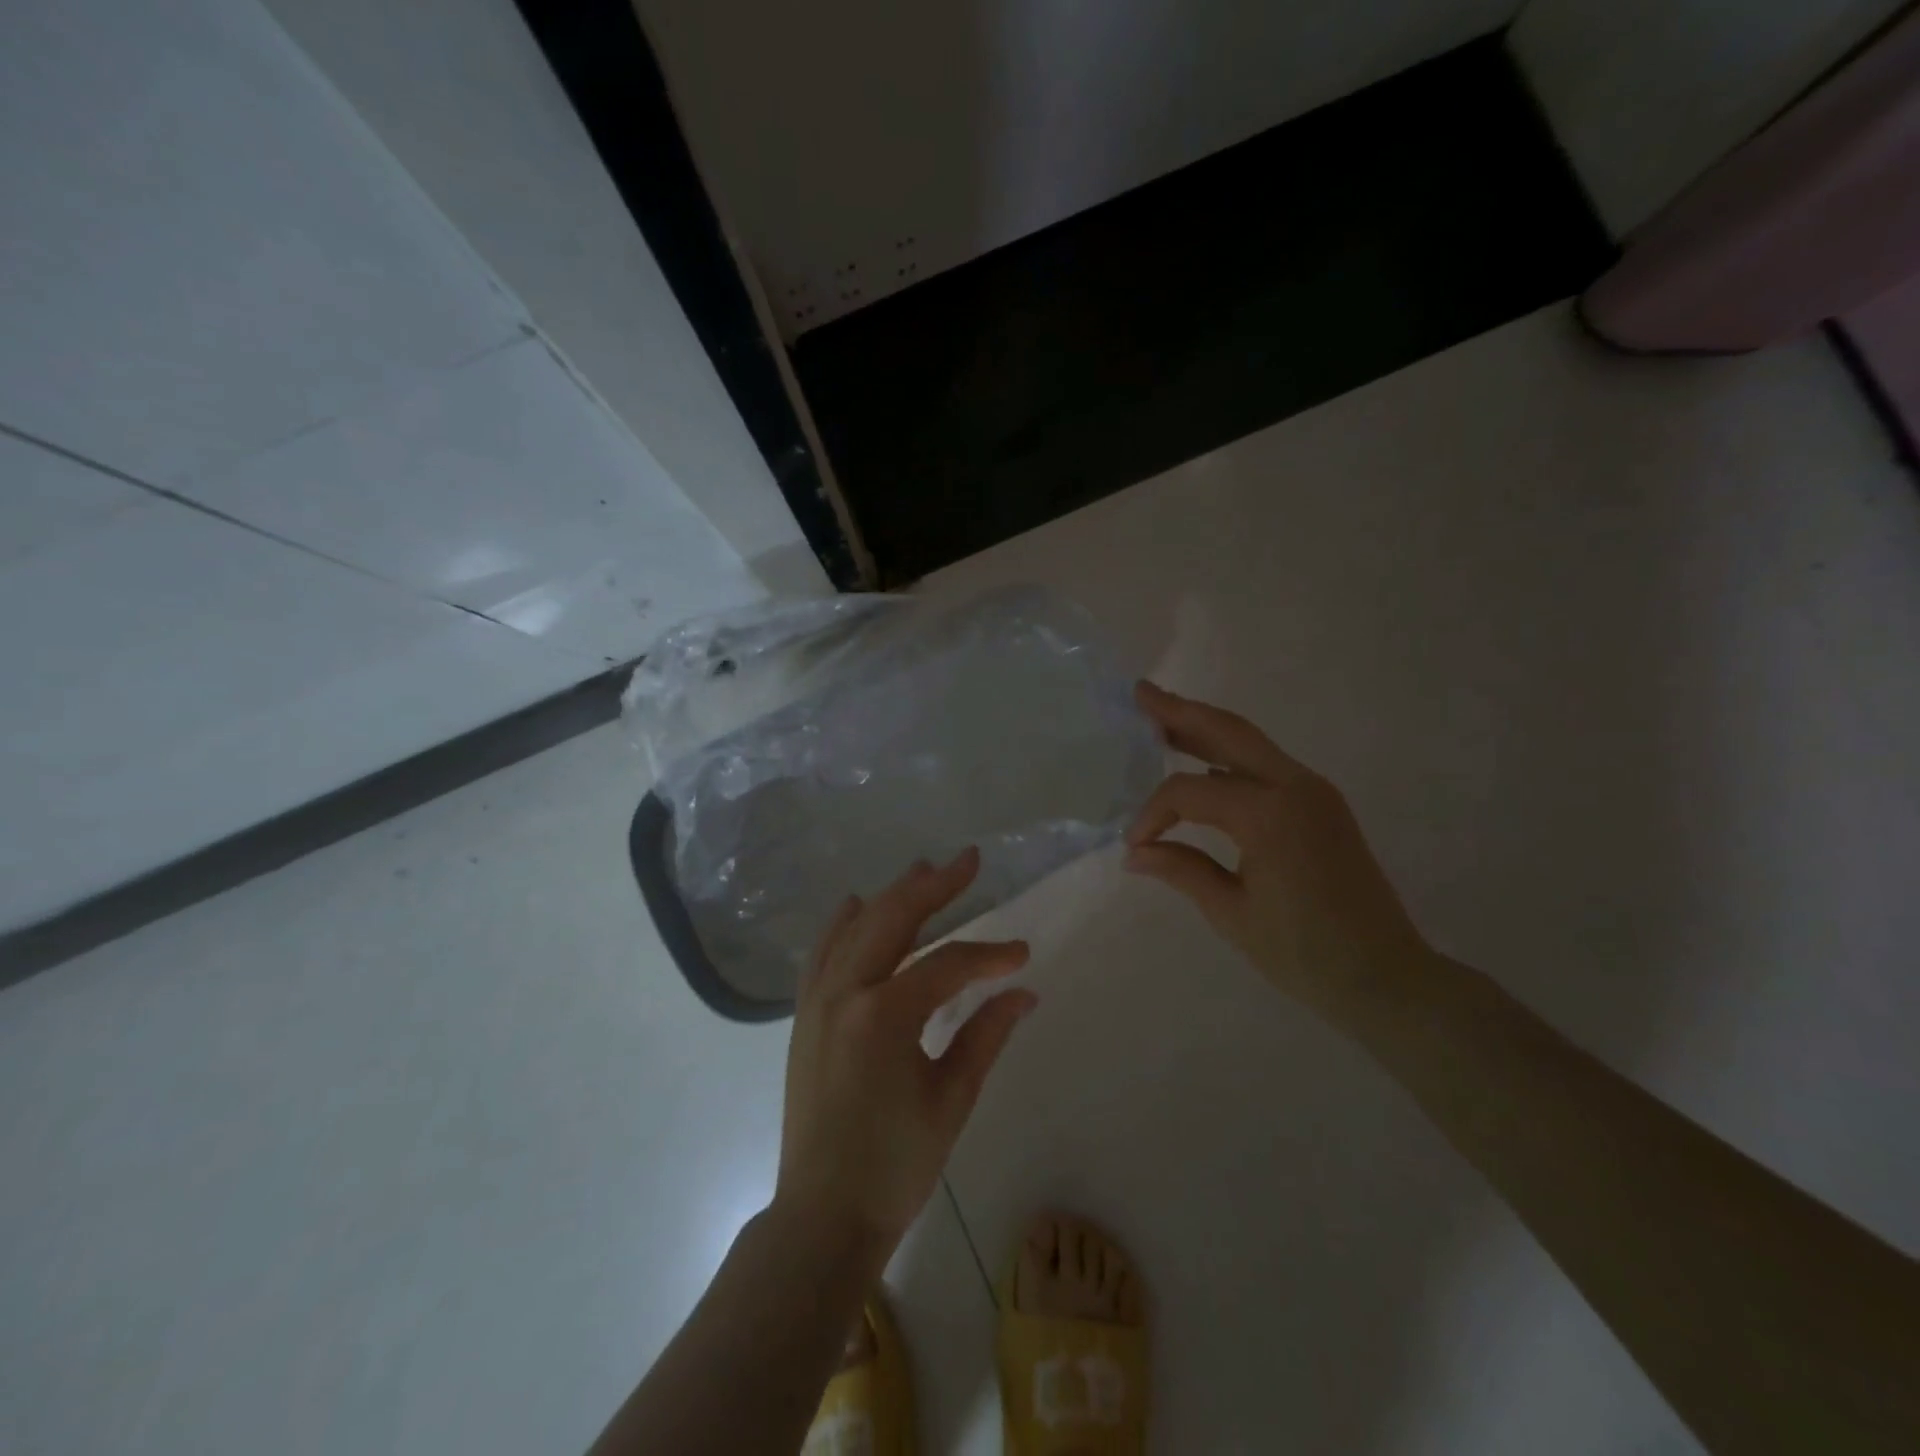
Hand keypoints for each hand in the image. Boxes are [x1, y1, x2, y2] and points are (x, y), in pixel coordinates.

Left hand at [773, 848, 1036, 1261]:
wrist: (823, 1215)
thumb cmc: (895, 1165)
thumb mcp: (951, 1099)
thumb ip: (986, 1035)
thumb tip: (1024, 991)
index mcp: (884, 1016)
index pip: (948, 965)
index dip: (990, 956)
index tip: (1022, 953)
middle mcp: (845, 993)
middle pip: (893, 919)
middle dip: (934, 886)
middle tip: (968, 860)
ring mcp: (817, 1002)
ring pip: (855, 928)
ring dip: (891, 896)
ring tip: (923, 870)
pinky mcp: (804, 1016)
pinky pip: (821, 954)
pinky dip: (840, 925)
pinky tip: (854, 905)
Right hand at [1124, 681, 1434, 1018]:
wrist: (1386, 978)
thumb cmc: (1303, 953)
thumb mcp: (1231, 913)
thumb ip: (1181, 869)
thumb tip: (1134, 852)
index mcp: (1270, 815)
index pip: (1190, 791)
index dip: (1153, 813)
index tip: (1134, 845)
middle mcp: (1295, 787)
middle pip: (1228, 732)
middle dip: (1181, 711)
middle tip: (1140, 693)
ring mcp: (1314, 791)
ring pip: (1250, 742)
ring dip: (1206, 726)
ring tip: (1162, 715)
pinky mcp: (1321, 804)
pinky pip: (1266, 766)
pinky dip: (1229, 755)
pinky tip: (1203, 761)